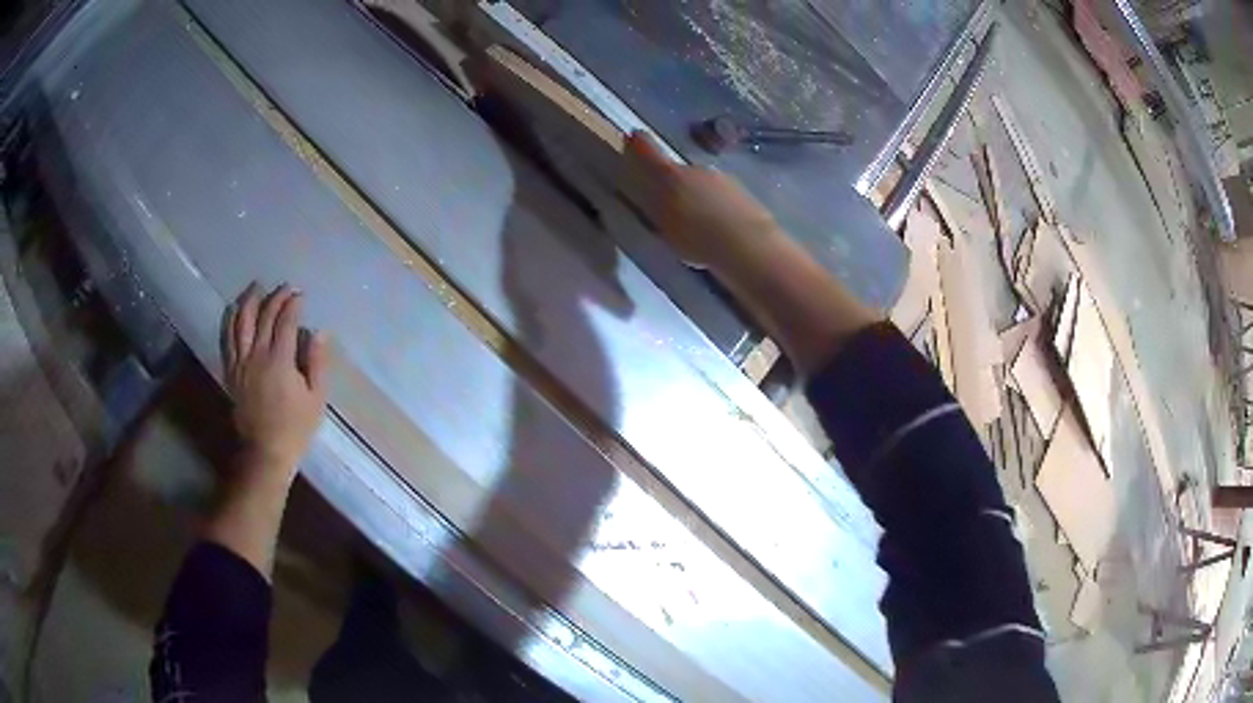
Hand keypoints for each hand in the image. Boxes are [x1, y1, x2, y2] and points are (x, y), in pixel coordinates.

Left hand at [224, 283, 327, 475]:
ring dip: (249, 301)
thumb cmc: (295, 428)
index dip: (293, 303)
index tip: (300, 294)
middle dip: (275, 297)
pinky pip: (226, 339)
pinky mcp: (230, 371)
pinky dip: (230, 320)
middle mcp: (256, 355)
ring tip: (256, 287)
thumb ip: (317, 362)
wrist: (265, 451)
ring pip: (240, 322)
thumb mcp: (316, 398)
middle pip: (263, 316)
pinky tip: (234, 310)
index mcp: (280, 361)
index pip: (285, 321)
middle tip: (285, 288)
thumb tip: (319, 331)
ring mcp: (240, 362)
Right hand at [624, 131, 780, 268]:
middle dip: (673, 184)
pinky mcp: (742, 191)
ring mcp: (722, 178)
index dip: (639, 144)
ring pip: (702, 183)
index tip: (634, 136)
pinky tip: (719, 228)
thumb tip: (653, 196)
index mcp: (671, 177)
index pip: (649, 153)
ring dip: (697, 196)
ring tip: (699, 224)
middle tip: (672, 207)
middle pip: (678, 171)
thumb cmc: (699, 240)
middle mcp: (696, 170)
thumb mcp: (666, 229)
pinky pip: (720, 195)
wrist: (750, 244)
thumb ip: (657, 209)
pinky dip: (716, 206)